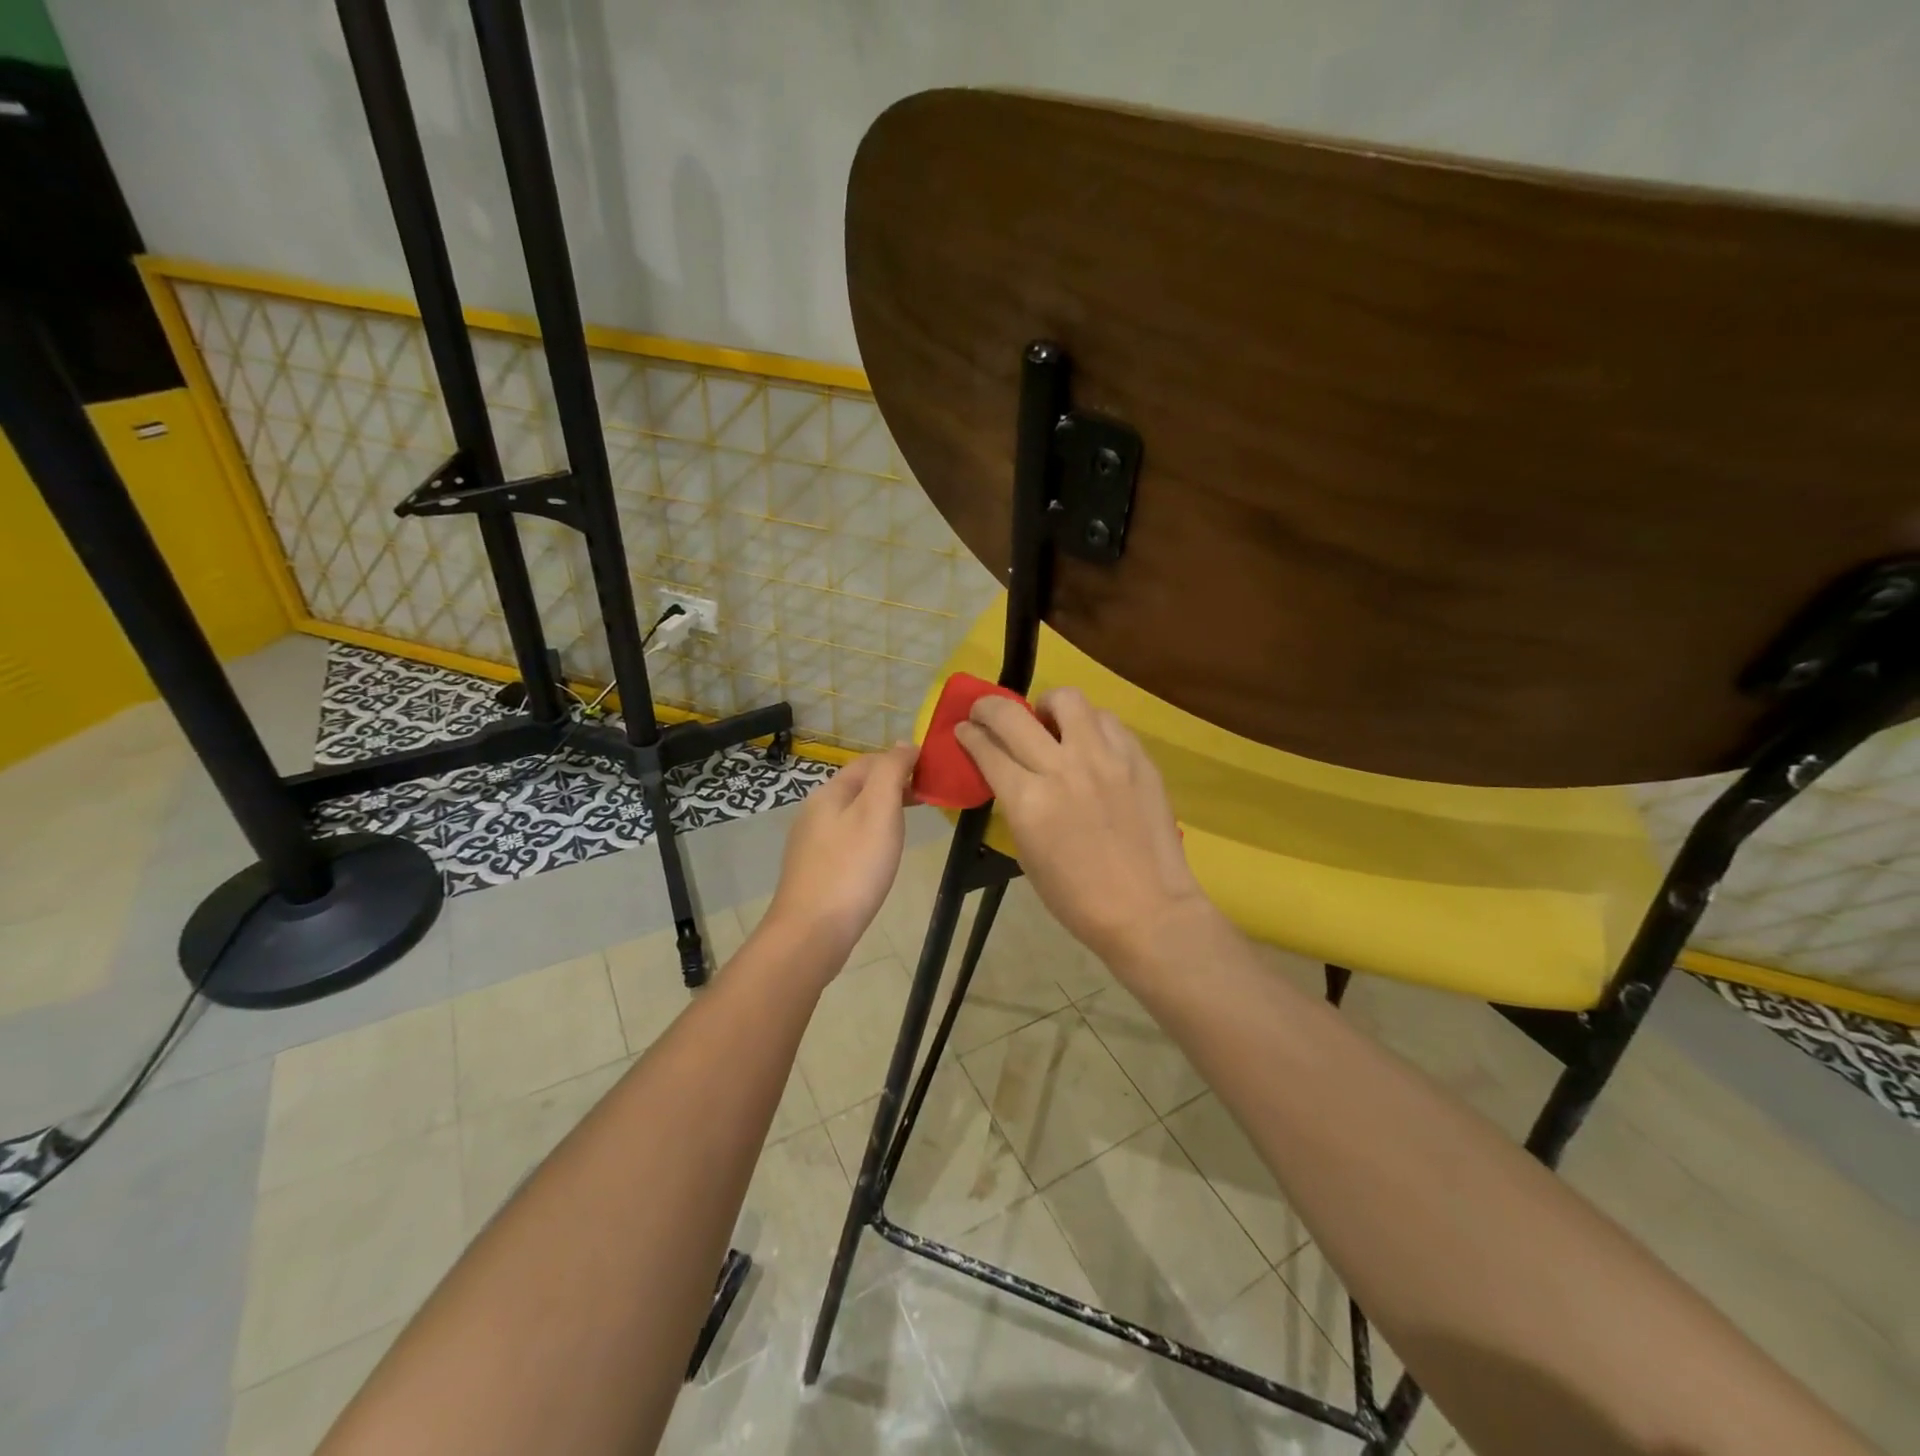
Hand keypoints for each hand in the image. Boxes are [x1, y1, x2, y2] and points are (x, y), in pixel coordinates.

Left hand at [763, 744, 916, 972]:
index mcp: (829, 792)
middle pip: (858, 787)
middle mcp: (814, 811)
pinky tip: (879, 856)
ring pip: (852, 814)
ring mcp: (810, 843)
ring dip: (880, 811)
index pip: (869, 762)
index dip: (900, 761)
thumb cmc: (853, 867)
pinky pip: (846, 840)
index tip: (931, 774)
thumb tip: (906, 744)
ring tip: (907, 826)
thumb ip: (892, 772)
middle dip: (891, 786)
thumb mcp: (879, 810)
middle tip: (925, 800)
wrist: (812, 931)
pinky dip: (868, 836)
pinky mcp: (814, 870)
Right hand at [954, 688, 1214, 968]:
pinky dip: (1090, 725)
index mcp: (1028, 801)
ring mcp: (1105, 758)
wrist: (1147, 909)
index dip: (969, 734)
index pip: (987, 749)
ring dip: (1048, 706)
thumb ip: (1015, 805)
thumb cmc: (1077, 897)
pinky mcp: (1137, 758)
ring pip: (1068, 700)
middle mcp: (1062, 768)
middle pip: (1013, 715)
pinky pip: (1107, 721)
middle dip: (989, 707)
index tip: (964, 729)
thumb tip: (1008, 774)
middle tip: (988, 713)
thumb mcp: (1027, 853)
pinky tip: (1090, 743)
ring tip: (1050, 722)